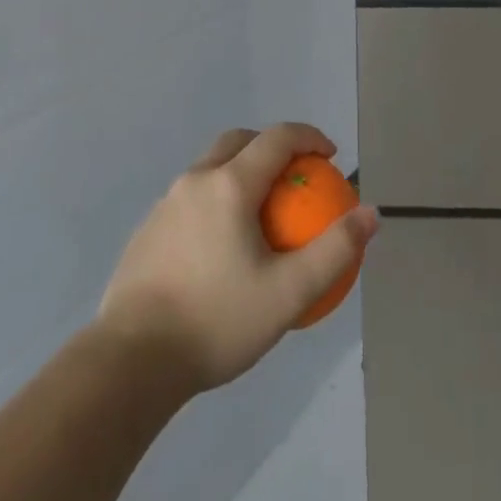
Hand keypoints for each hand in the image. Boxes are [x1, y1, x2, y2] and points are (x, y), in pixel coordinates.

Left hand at [96, 123, 379, 394]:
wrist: (130, 362)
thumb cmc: (216, 321)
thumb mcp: (288, 294)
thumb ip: (334, 251)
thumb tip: (370, 214)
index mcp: (230, 185)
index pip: (277, 138)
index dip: (309, 137)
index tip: (330, 156)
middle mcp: (195, 180)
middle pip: (239, 142)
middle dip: (272, 146)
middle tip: (294, 176)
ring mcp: (166, 204)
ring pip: (211, 167)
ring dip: (241, 171)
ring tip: (261, 212)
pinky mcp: (147, 230)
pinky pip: (192, 196)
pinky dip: (217, 198)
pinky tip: (222, 246)